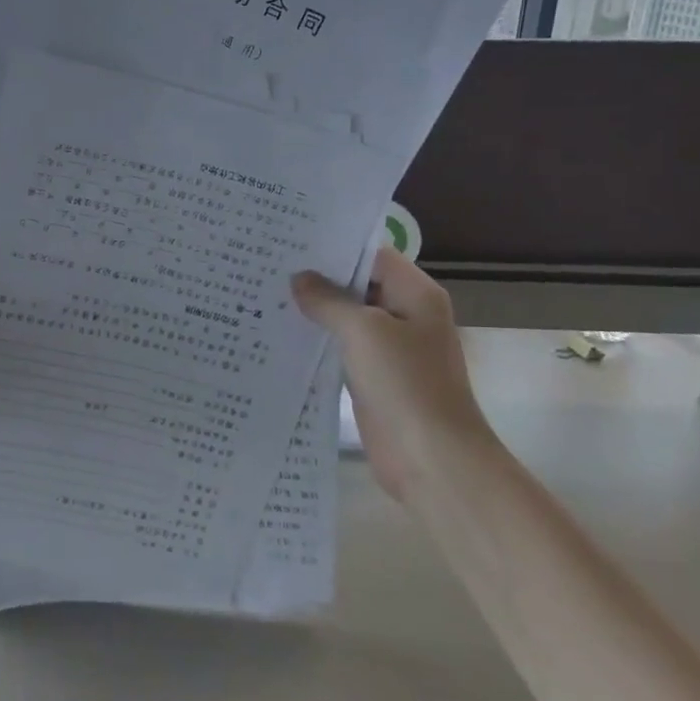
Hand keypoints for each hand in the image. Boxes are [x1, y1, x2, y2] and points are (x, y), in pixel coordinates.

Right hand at [292, 247, 488, 503]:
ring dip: (316, 311)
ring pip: (349, 318)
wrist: (432, 458)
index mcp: (415, 294)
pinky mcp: (376, 378)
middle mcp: (406, 314)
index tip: (291, 242)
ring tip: (267, 295)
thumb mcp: (363, 331)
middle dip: (319, 279)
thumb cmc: (405, 384)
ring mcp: (391, 349)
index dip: (334, 248)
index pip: (372, 255)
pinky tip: (283, 335)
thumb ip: (329, 300)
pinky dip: (320, 341)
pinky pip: (344, 349)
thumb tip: (299, 279)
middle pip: (359, 285)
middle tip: (270, 267)